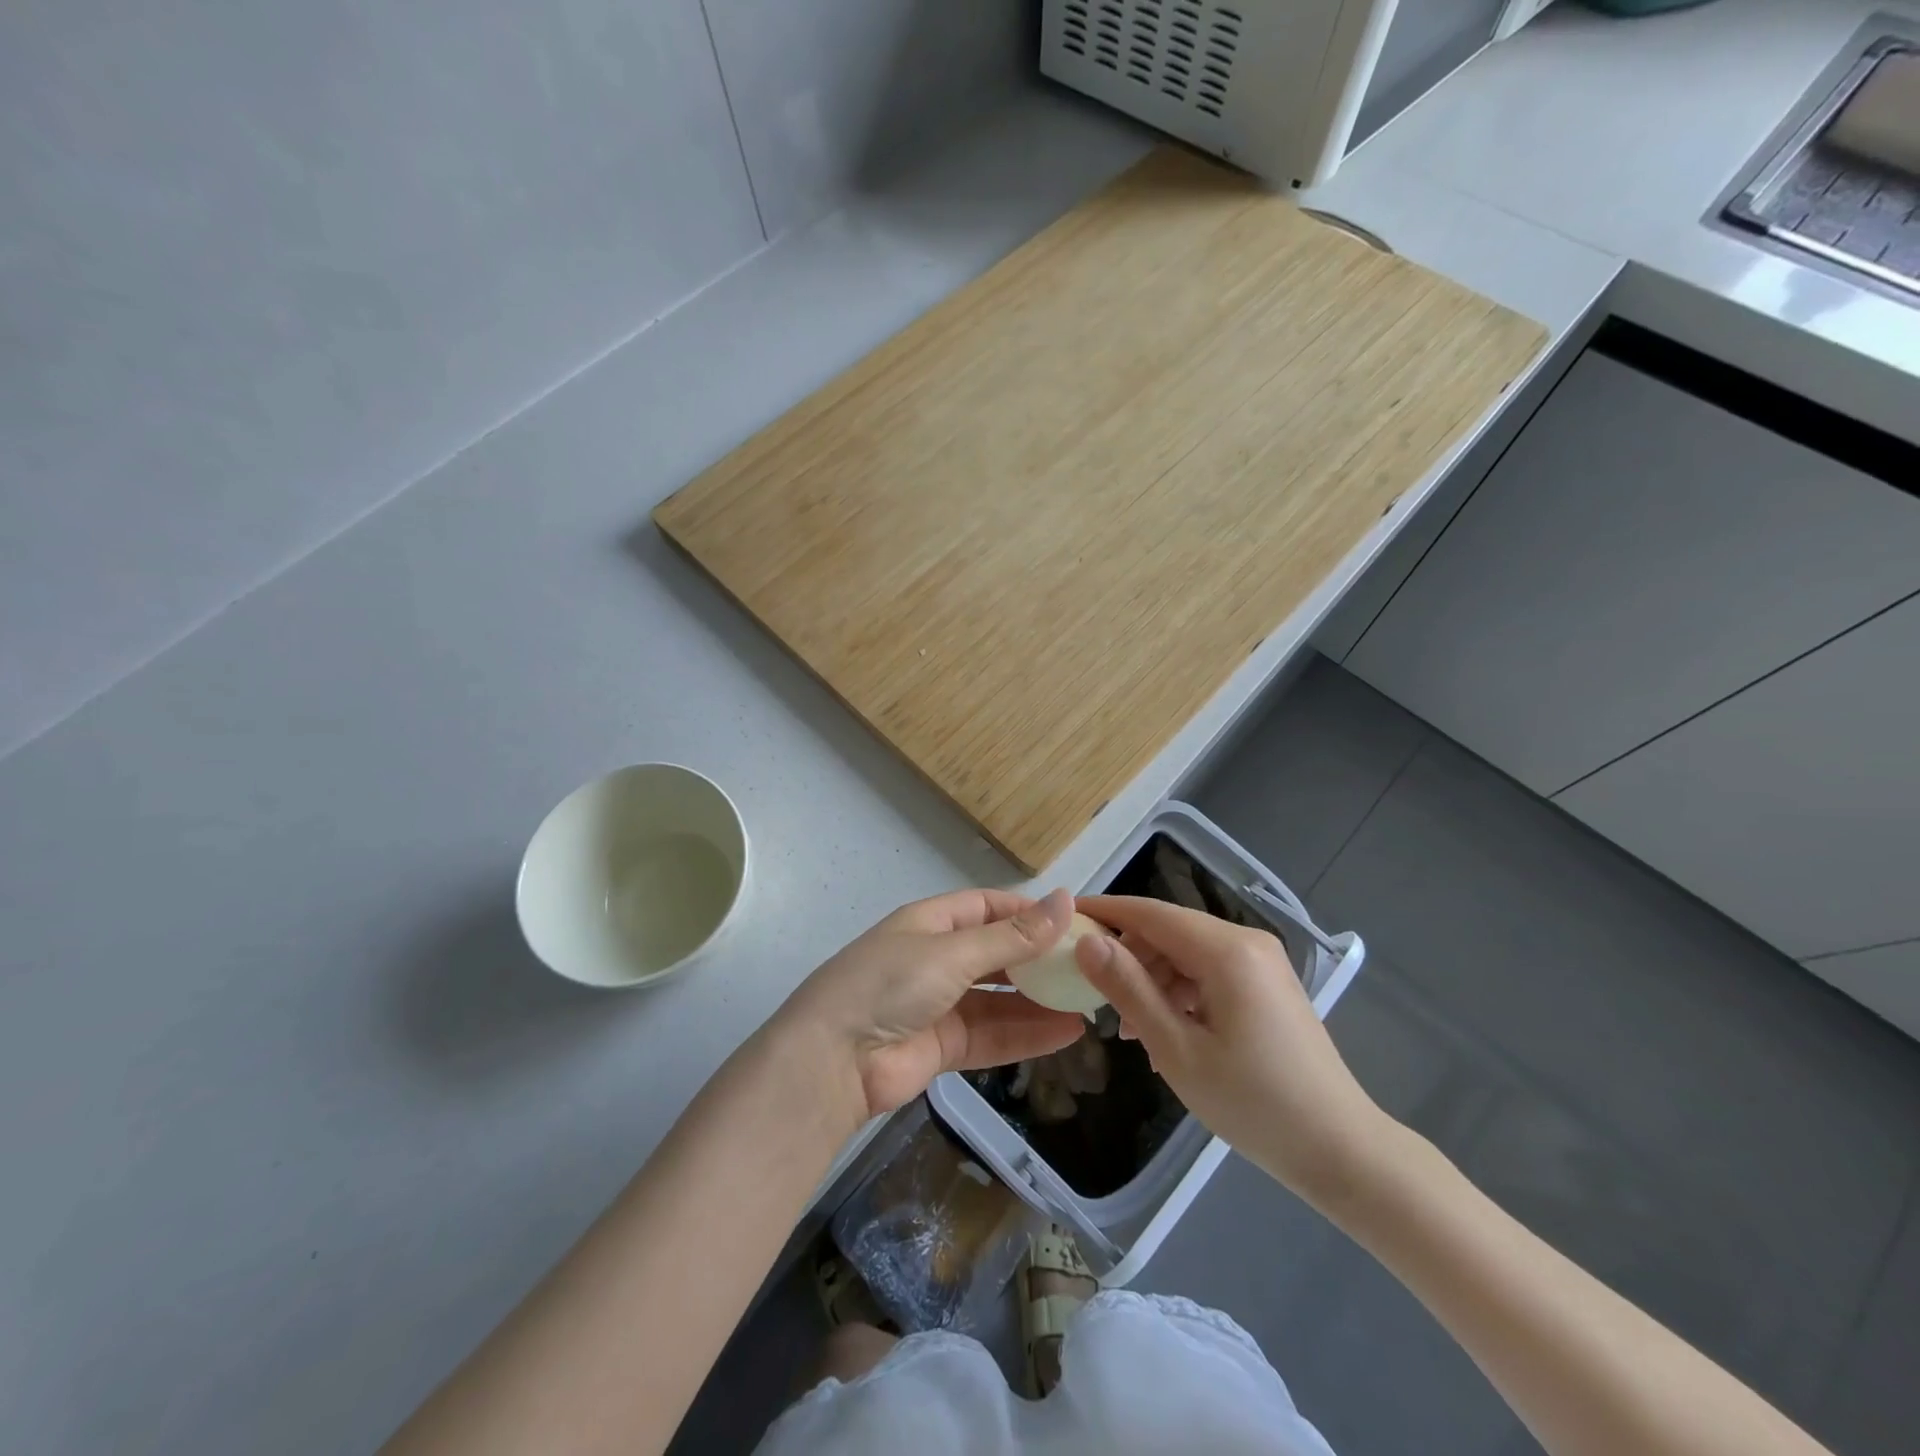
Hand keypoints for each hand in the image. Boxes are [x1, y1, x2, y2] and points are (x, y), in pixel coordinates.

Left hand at [776, 888, 1087, 1127]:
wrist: (832, 1061)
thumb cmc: (889, 984)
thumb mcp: (952, 952)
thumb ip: (1011, 936)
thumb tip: (1064, 901)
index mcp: (932, 922)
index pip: (988, 906)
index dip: (1028, 911)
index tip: (1074, 920)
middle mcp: (938, 958)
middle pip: (998, 952)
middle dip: (1040, 959)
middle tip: (1090, 966)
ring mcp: (941, 1004)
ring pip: (1001, 998)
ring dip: (1040, 1000)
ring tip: (1090, 1001)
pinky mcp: (945, 1046)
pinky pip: (994, 1035)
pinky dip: (1028, 1034)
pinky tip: (1068, 1033)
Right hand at [1074, 894, 1391, 1208]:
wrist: (1341, 1152)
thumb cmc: (1254, 1104)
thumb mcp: (1177, 1049)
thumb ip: (1129, 989)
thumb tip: (1086, 942)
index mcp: (1227, 950)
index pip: (1150, 913)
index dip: (1104, 911)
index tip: (1062, 919)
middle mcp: (1246, 942)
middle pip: (1168, 931)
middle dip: (1127, 956)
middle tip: (1093, 994)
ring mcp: (1261, 963)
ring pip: (1186, 953)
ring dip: (1151, 981)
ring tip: (1130, 1030)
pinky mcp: (1266, 985)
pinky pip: (1208, 973)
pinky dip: (1179, 993)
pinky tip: (1164, 1034)